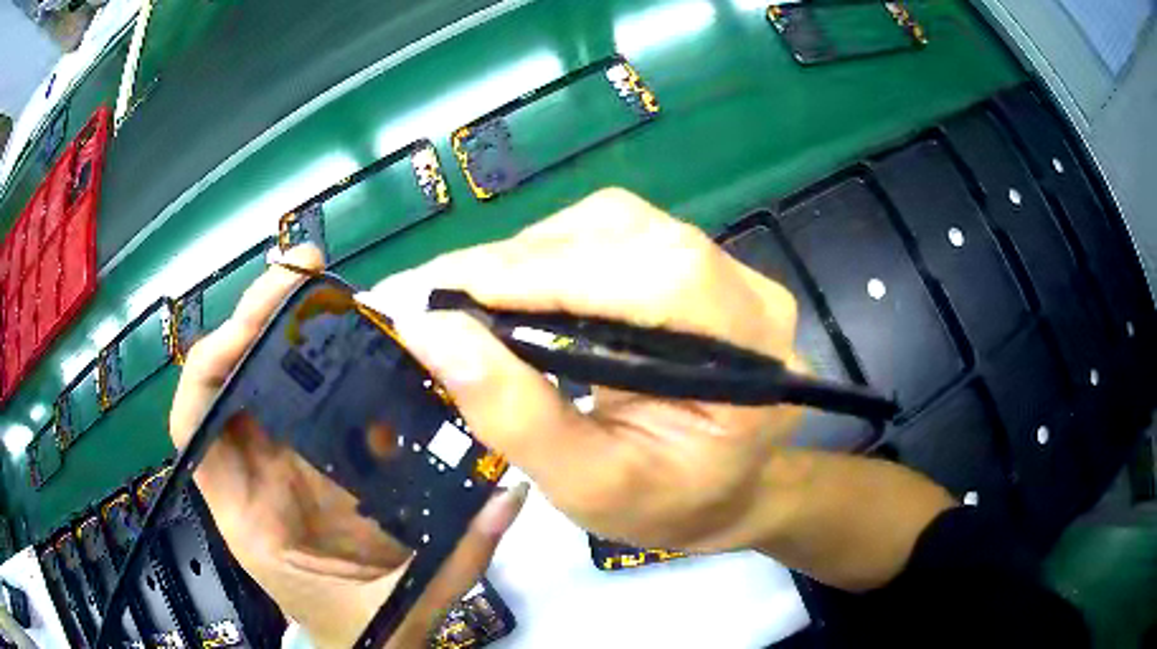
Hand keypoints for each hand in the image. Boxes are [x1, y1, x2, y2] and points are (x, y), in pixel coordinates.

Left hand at [169, 245, 526, 647]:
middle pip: (231, 379)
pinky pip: (311, 392)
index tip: (247, 331)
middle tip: (306, 269)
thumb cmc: (360, 635)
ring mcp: (284, 460)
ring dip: (291, 324)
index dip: (209, 371)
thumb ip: (452, 559)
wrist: (365, 646)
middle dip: (256, 317)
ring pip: (268, 375)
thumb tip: (510, 493)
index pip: (196, 428)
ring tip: (332, 284)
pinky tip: (365, 333)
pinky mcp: (316, 456)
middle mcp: (255, 474)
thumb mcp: (400, 609)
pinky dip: (329, 356)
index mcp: (249, 516)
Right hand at [369, 188, 806, 551]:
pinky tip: (513, 292)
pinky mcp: (690, 262)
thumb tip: (427, 328)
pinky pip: (610, 235)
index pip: (651, 276)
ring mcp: (723, 267)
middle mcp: (746, 290)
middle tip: (437, 296)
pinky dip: (547, 258)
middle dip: (519, 262)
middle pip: (625, 235)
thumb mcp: (589, 485)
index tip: (436, 289)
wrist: (726, 491)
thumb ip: (515, 414)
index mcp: (748, 353)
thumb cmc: (669, 505)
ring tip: (469, 298)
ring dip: (528, 256)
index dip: (537, 272)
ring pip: (611, 224)